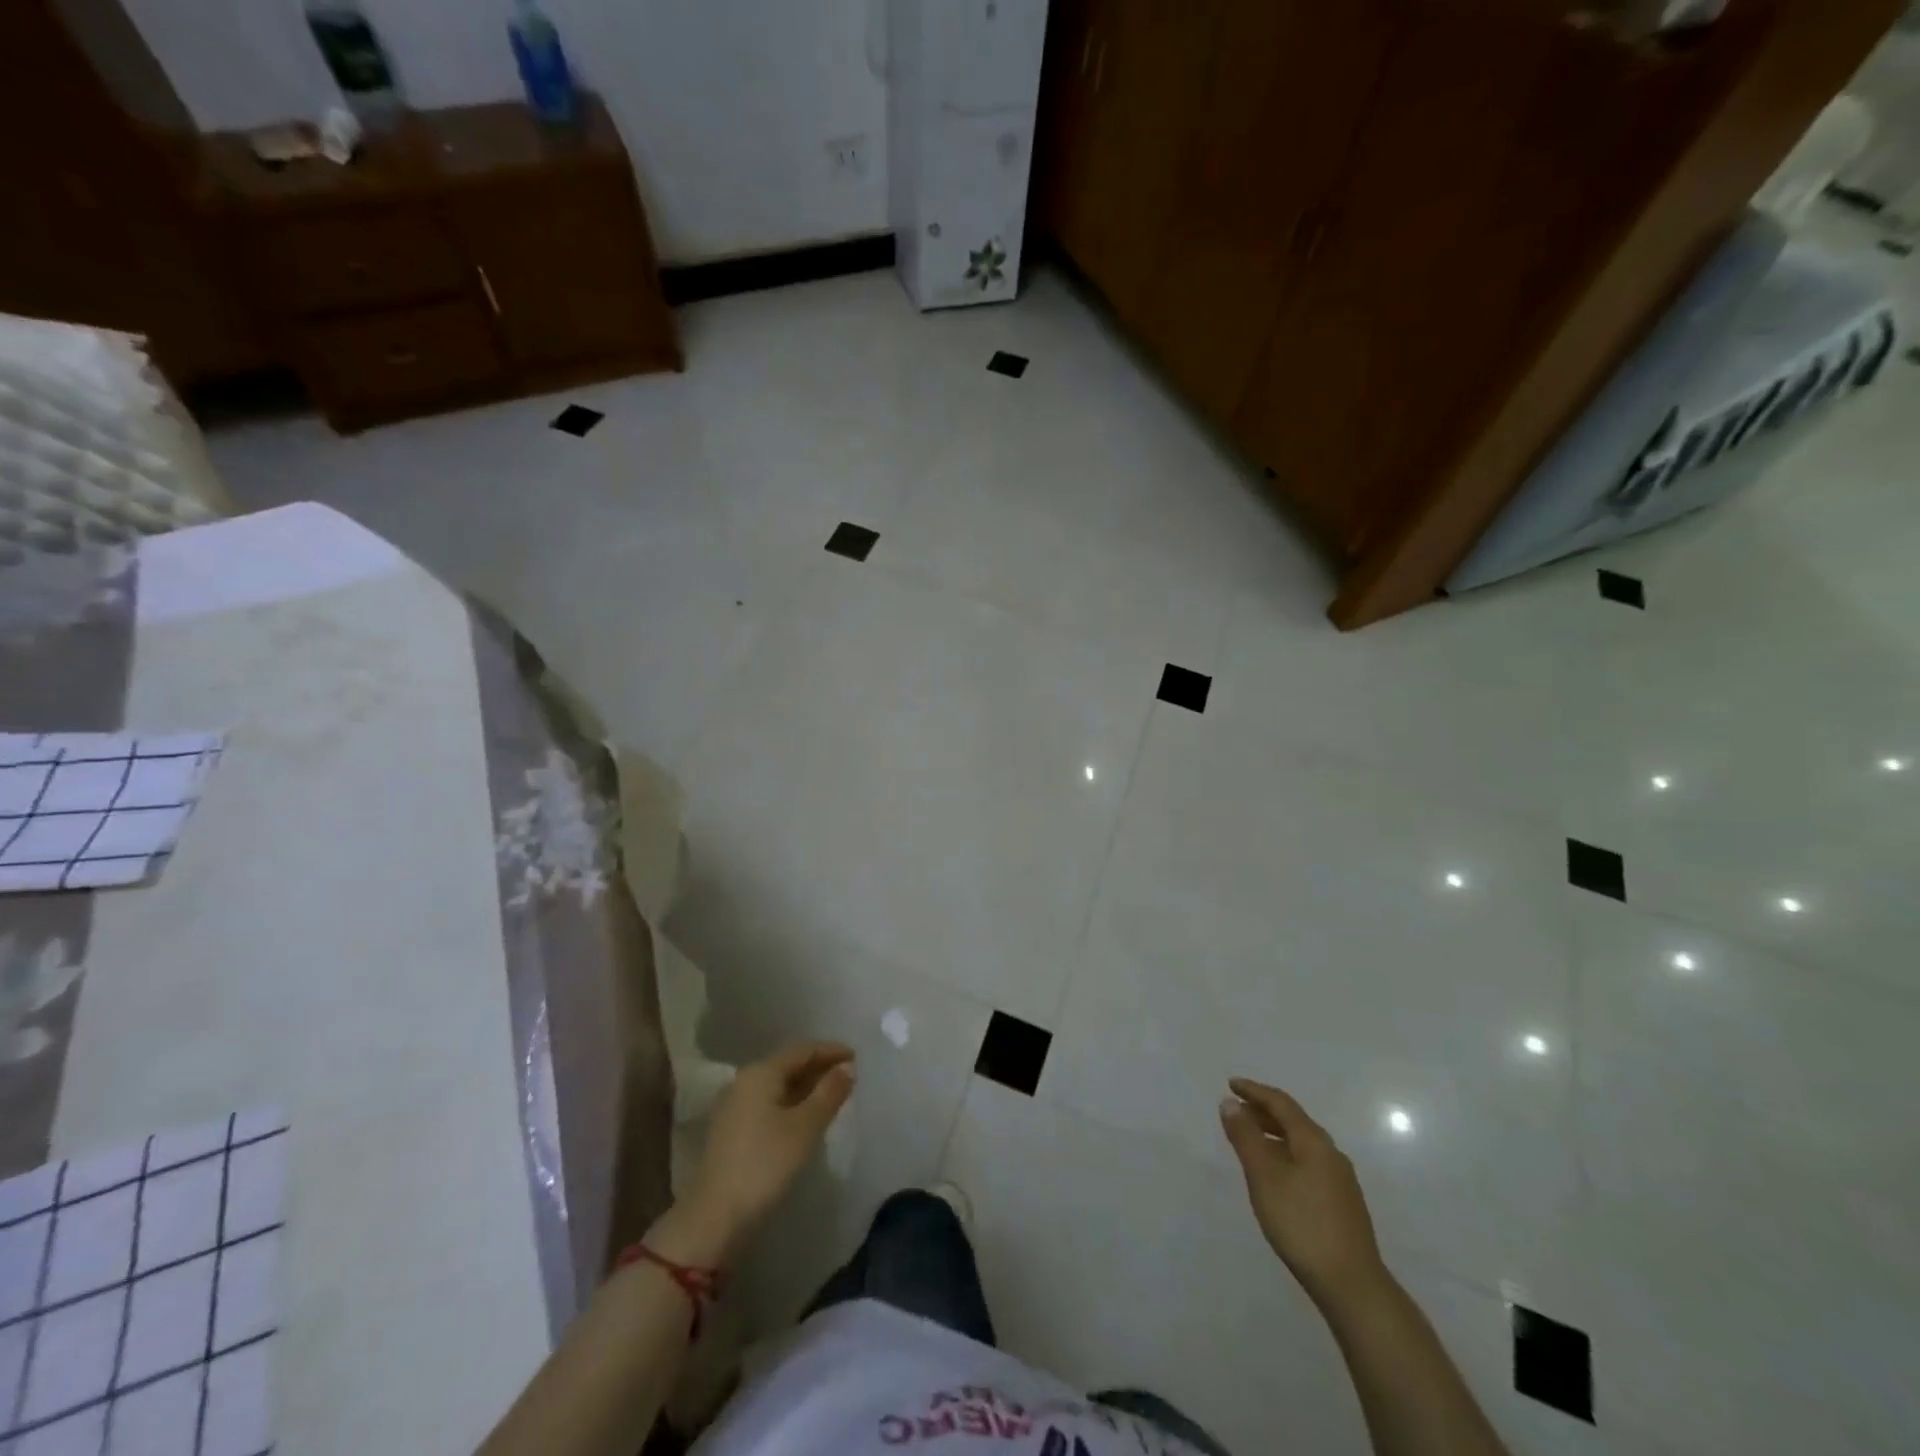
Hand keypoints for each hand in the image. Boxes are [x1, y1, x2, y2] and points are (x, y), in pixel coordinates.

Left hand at [684, 1041, 855, 1245]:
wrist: (715, 1217)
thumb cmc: (765, 1164)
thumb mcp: (805, 1127)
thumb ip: (829, 1093)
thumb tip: (847, 1067)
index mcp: (761, 1073)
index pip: (802, 1050)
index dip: (831, 1050)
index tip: (856, 1057)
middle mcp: (744, 1081)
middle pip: (788, 1064)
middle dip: (819, 1067)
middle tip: (848, 1076)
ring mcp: (735, 1106)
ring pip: (778, 1085)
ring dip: (806, 1087)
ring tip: (833, 1096)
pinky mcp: (732, 1130)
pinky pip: (769, 1103)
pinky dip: (792, 1103)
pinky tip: (806, 1117)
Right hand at [1219, 1077, 1387, 1309]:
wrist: (1352, 1285)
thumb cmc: (1302, 1223)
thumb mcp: (1264, 1176)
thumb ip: (1245, 1137)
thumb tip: (1230, 1102)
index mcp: (1314, 1141)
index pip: (1281, 1103)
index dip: (1254, 1091)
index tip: (1231, 1084)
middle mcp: (1331, 1154)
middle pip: (1294, 1121)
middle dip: (1263, 1111)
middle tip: (1236, 1110)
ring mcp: (1340, 1180)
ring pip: (1301, 1144)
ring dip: (1274, 1134)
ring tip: (1250, 1140)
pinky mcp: (1341, 1203)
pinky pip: (1307, 1162)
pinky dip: (1285, 1154)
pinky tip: (1275, 1174)